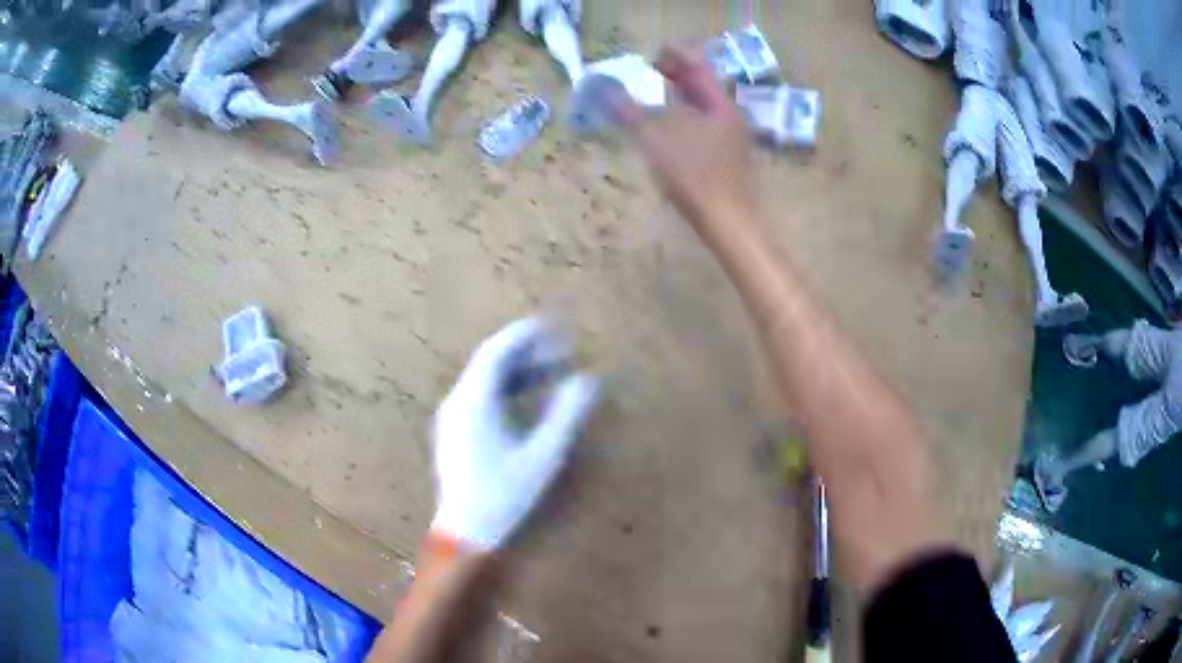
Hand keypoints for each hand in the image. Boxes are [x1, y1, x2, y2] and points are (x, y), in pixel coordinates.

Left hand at [431, 317, 599, 551]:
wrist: (467, 533)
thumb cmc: (505, 495)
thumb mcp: (542, 455)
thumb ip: (565, 414)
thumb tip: (588, 380)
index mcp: (474, 402)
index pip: (497, 351)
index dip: (525, 334)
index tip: (553, 325)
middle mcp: (458, 402)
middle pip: (491, 363)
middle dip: (526, 350)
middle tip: (562, 347)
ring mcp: (454, 418)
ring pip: (486, 380)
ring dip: (519, 371)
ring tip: (554, 369)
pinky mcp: (456, 432)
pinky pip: (482, 397)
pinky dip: (507, 389)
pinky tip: (530, 397)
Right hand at [619, 47, 757, 233]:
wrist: (730, 223)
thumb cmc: (695, 177)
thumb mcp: (656, 141)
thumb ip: (630, 113)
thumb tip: (604, 90)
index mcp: (720, 106)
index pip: (699, 69)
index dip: (677, 56)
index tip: (654, 53)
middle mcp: (732, 118)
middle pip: (705, 88)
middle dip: (679, 77)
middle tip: (654, 72)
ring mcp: (734, 141)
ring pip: (706, 109)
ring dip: (683, 99)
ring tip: (659, 98)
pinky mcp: (731, 161)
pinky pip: (708, 128)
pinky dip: (688, 119)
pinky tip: (674, 132)